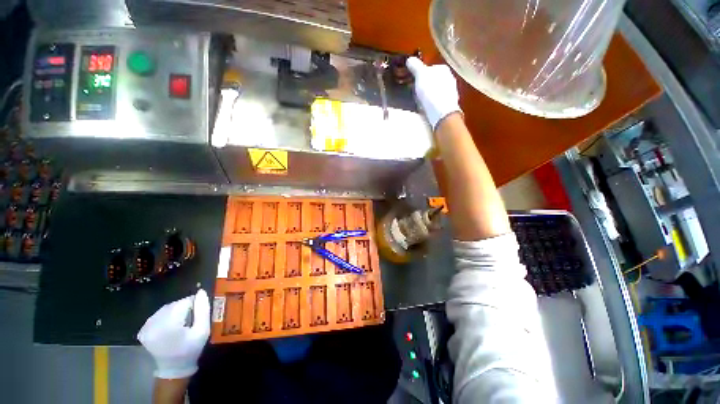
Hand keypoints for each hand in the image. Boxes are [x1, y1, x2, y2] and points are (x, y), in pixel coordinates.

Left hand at [138, 289, 210, 379]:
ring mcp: (145, 327)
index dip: (194, 305)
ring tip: (181, 324)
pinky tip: (169, 327)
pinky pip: (157, 316)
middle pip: (174, 305)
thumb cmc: (191, 349)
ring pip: (165, 309)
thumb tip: (201, 292)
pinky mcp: (142, 331)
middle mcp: (153, 323)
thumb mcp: (203, 330)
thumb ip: (203, 310)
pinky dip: (165, 318)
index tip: (198, 315)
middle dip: (184, 308)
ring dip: (175, 312)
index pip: (184, 302)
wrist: (174, 368)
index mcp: (168, 324)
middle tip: (190, 320)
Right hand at [406, 57, 461, 129]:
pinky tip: (427, 108)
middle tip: (416, 92)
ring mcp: (451, 92)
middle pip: (434, 80)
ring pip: (436, 91)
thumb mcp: (420, 76)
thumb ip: (415, 66)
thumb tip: (409, 59)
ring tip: (421, 102)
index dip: (421, 75)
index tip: (414, 82)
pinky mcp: (449, 104)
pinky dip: (433, 103)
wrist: (441, 112)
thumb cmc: (431, 91)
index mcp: (443, 69)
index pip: (430, 68)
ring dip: (429, 95)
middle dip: (426, 85)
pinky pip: (438, 101)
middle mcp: (450, 78)